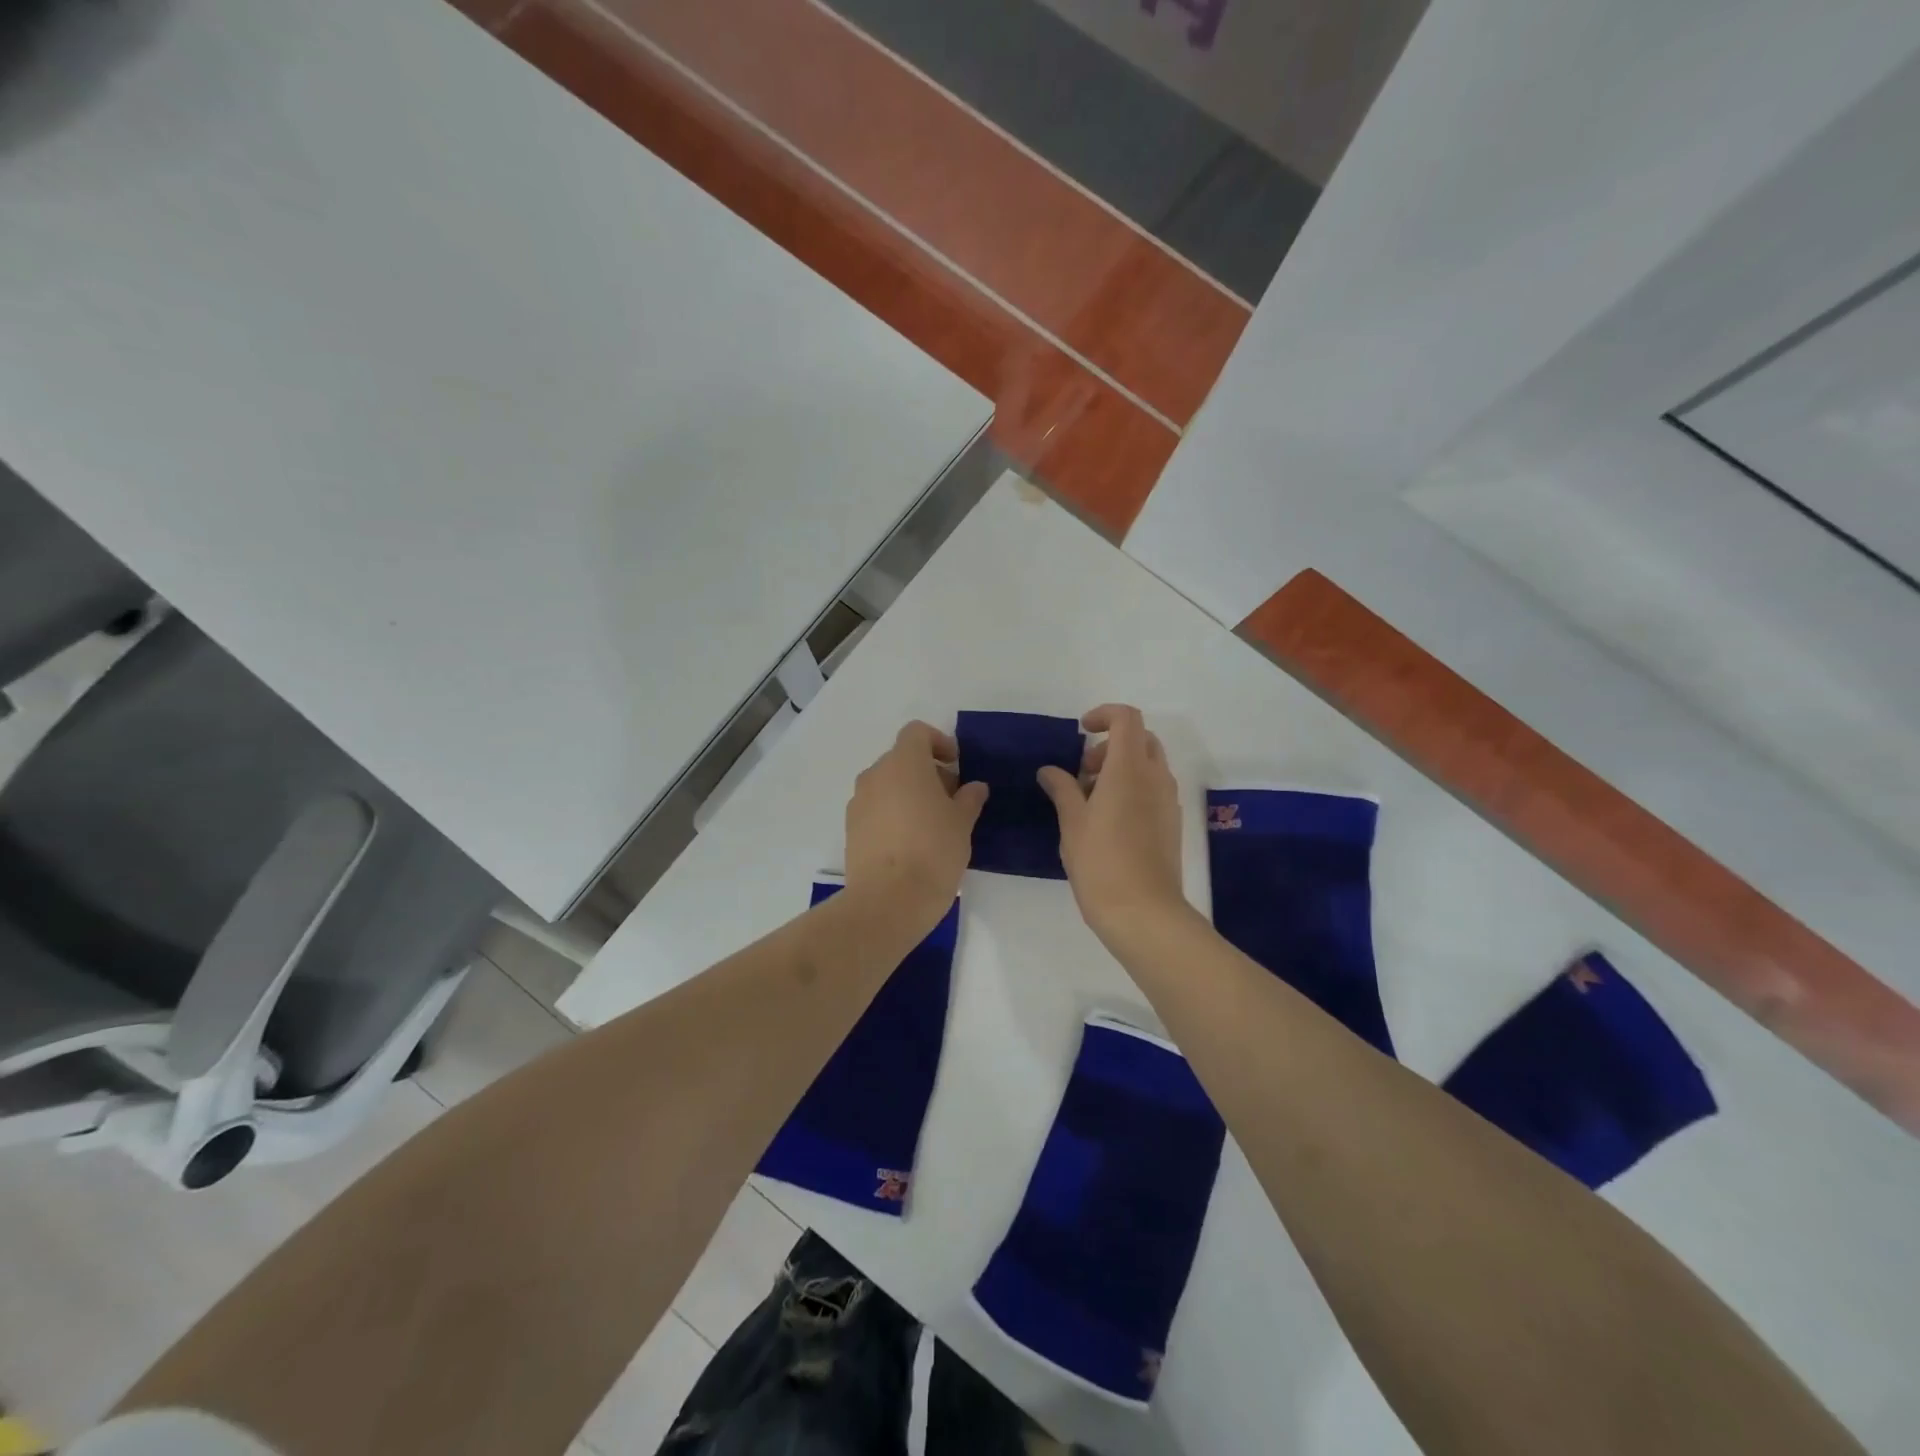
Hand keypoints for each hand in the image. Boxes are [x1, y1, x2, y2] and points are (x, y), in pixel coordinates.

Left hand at [844, 721, 987, 934]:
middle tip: (951, 799)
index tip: (956, 765)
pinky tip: (911, 842)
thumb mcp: (962, 823)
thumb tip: (973, 787)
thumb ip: (969, 798)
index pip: (916, 732)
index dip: (938, 742)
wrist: (888, 901)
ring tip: (932, 823)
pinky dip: (893, 814)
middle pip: (901, 759)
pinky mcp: (851, 829)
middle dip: (927, 772)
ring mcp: (858, 802)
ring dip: (909, 793)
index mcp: (904, 763)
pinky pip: (875, 808)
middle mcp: (875, 775)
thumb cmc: (933, 851)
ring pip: (887, 785)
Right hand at [1038, 704, 1186, 947]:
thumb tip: (1050, 770)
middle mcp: (1155, 778)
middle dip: (1111, 745)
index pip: (1127, 718)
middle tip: (1084, 772)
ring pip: (1149, 765)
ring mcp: (1167, 801)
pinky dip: (1133, 789)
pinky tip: (1109, 821)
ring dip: (1121, 768)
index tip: (1081, 732)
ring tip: (1091, 800)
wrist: (1143, 912)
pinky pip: (1154, 790)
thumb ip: (1062, 789)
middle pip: (1141, 739)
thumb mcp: (1071, 822)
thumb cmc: (1101, 862)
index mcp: (1129, 769)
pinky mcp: (1171, 824)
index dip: (1104, 715)